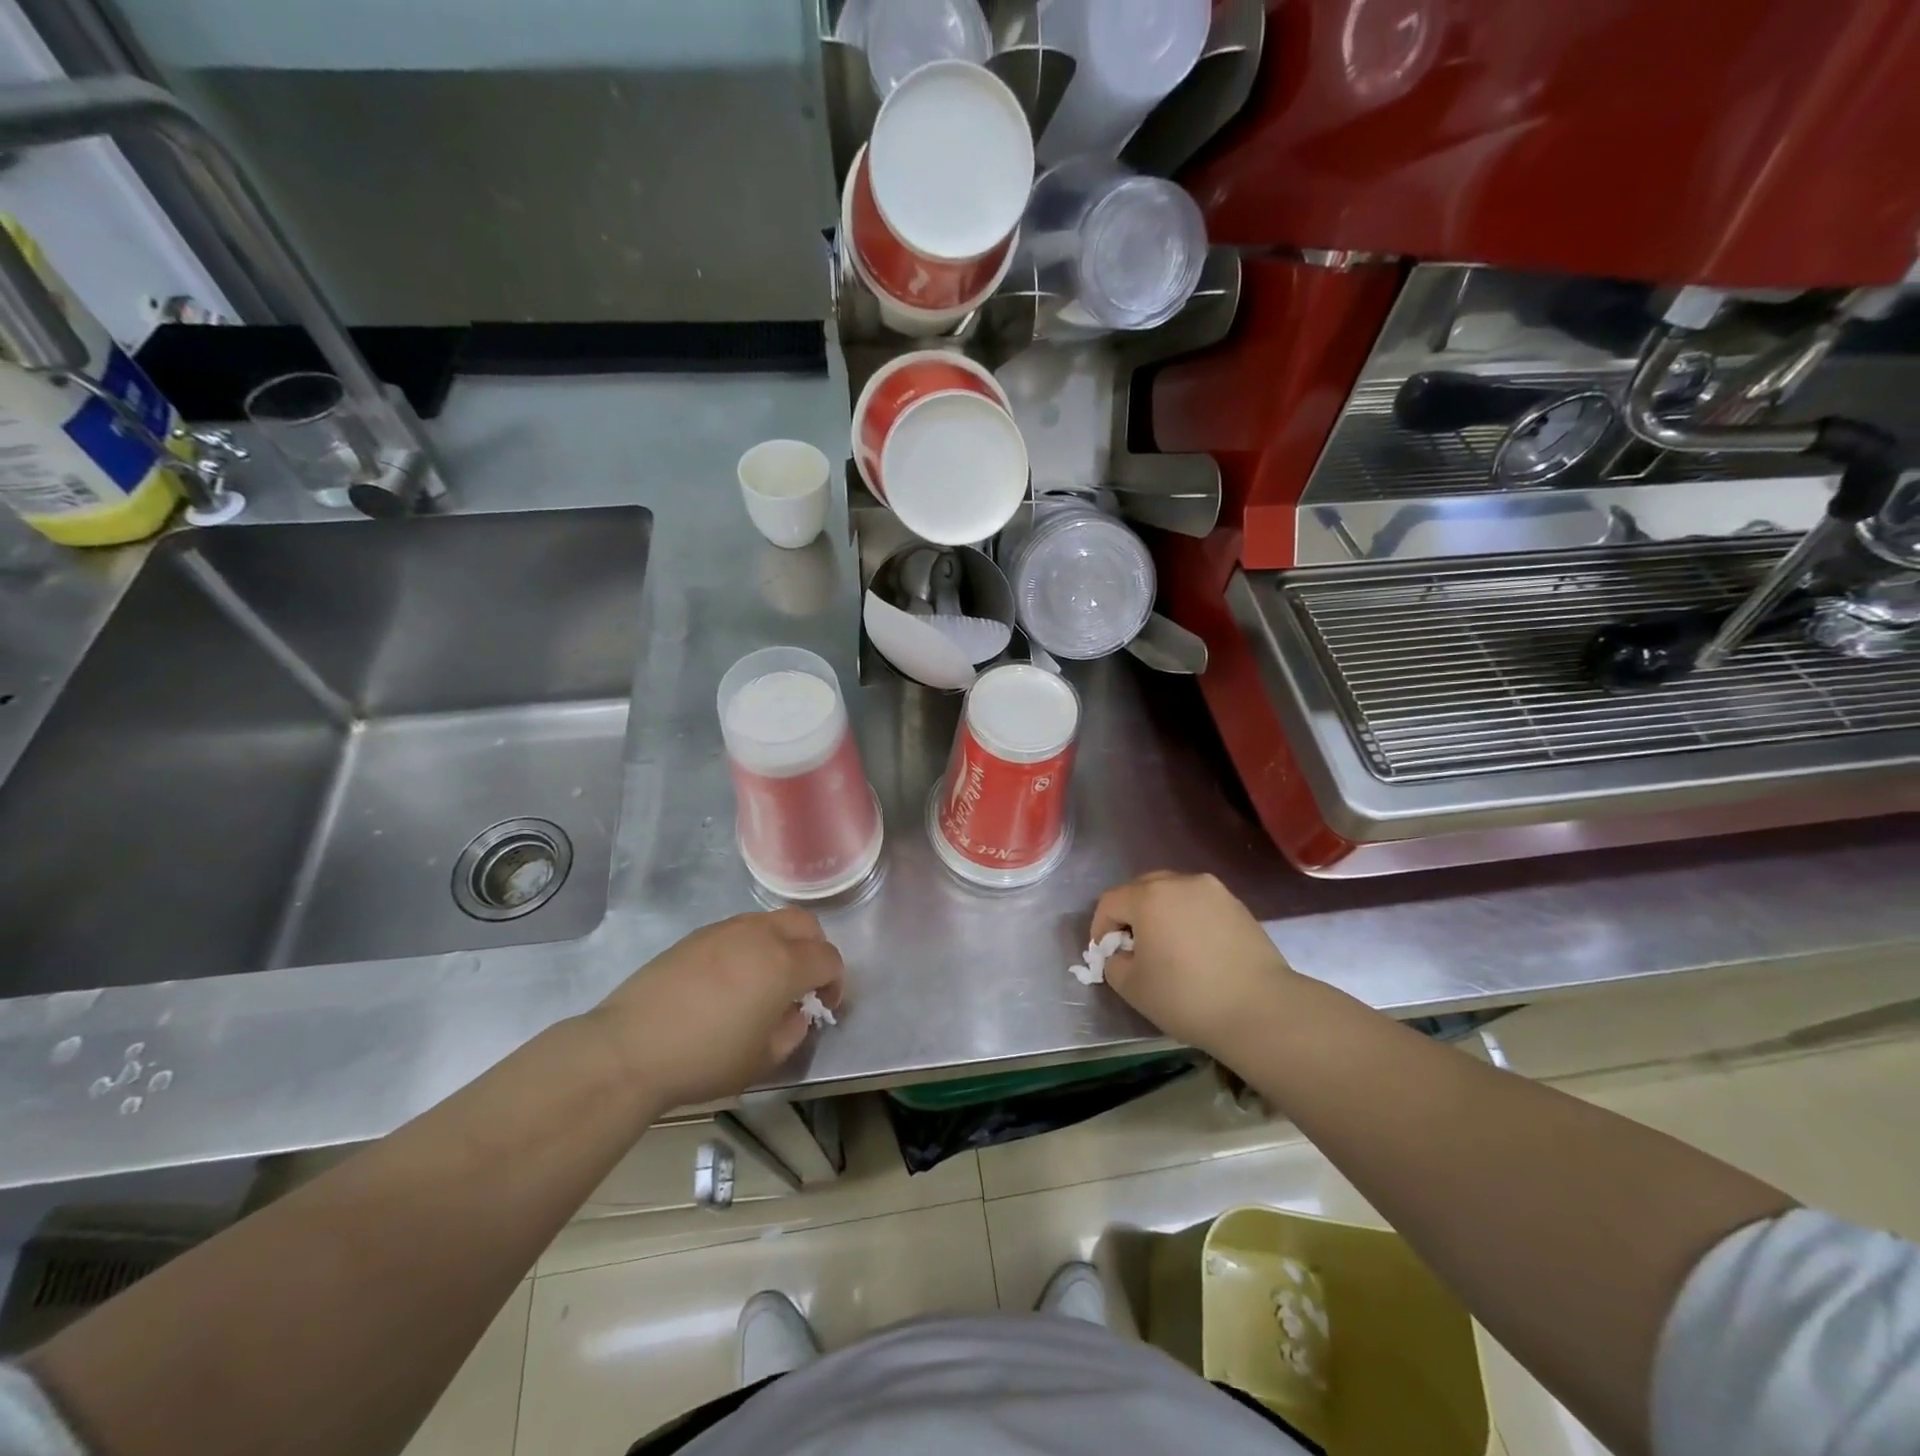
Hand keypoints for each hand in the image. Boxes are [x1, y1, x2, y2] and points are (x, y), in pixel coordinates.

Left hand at [592, 909, 844, 1108]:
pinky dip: (750, 946)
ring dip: (782, 943)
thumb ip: (793, 1030)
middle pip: (805, 924)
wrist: (630, 1048)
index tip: (824, 1006)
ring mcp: (726, 930)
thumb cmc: (705, 1059)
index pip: (828, 958)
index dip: (835, 982)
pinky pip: (739, 930)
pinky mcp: (697, 936)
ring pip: (771, 921)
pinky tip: (731, 979)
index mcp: (784, 964)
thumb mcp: (763, 1060)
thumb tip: (796, 1012)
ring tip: (765, 980)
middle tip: (803, 983)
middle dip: (814, 949)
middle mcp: (760, 935)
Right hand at [1091, 871, 1295, 1060]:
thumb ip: (1114, 963)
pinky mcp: (1238, 905)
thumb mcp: (1132, 987)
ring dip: (1161, 913)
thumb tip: (1121, 953)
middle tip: (1133, 948)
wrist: (1260, 1009)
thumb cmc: (1187, 996)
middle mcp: (1180, 882)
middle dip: (1130, 915)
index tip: (1106, 955)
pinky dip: (1189, 919)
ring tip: (1167, 947)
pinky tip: (1196, 950)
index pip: (1110, 902)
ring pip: (1173, 893)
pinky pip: (1199, 904)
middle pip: (1141, 889)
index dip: (1101, 928)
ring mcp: (1213, 890)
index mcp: (1149, 896)